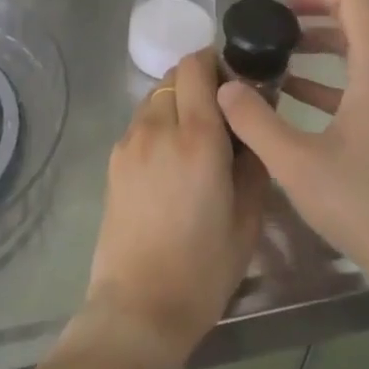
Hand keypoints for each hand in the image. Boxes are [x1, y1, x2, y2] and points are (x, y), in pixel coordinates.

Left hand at [82, 49, 267, 368]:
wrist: (139, 306)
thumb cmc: (204, 267)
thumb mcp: (248, 216)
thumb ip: (254, 159)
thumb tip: (252, 122)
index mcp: (197, 137)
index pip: (197, 66)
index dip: (217, 61)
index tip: (237, 81)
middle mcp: (158, 127)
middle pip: (174, 75)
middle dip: (200, 81)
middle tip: (222, 112)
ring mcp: (130, 141)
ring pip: (155, 97)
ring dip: (177, 102)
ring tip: (196, 139)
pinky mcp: (114, 159)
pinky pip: (141, 123)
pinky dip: (159, 124)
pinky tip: (171, 161)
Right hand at [217, 0, 368, 295]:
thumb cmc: (363, 206)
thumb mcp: (295, 163)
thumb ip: (254, 120)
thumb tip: (225, 85)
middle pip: (368, 12)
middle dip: (322, 1)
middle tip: (280, 8)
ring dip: (330, 34)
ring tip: (284, 44)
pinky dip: (338, 67)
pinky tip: (298, 89)